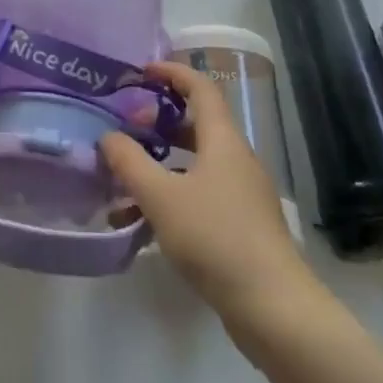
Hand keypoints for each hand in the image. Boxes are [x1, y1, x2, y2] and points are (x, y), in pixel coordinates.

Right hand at [100, 62, 316, 322]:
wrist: (274, 309)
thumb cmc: (216, 238)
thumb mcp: (161, 197)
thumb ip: (130, 162)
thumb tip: (108, 137)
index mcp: (222, 141)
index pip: (201, 88)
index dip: (172, 73)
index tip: (141, 72)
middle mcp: (234, 160)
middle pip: (194, 126)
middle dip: (156, 124)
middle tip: (124, 129)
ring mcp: (239, 195)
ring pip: (191, 166)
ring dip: (156, 167)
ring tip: (119, 182)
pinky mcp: (239, 227)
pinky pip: (197, 197)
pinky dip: (167, 199)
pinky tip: (136, 225)